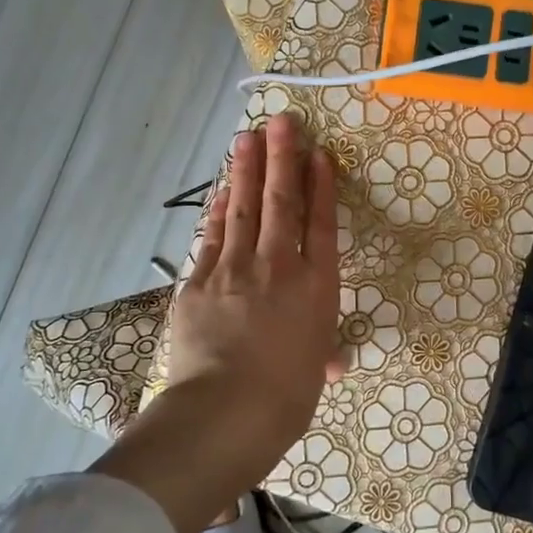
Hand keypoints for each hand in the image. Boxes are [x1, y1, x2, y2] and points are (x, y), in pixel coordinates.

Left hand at [165, 112, 341, 451]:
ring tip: (247, 137)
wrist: (226, 411)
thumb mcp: (314, 373)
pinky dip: (218, 210)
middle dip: (282, 158)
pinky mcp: (198, 282)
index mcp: (316, 286)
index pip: (321, 224)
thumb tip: (333, 363)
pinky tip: (223, 190)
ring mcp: (235, 270)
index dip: (321, 185)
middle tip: (280, 121)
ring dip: (246, 170)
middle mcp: (279, 266)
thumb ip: (323, 354)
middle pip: (282, 202)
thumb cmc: (285, 397)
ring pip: (244, 209)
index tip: (318, 153)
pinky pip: (212, 237)